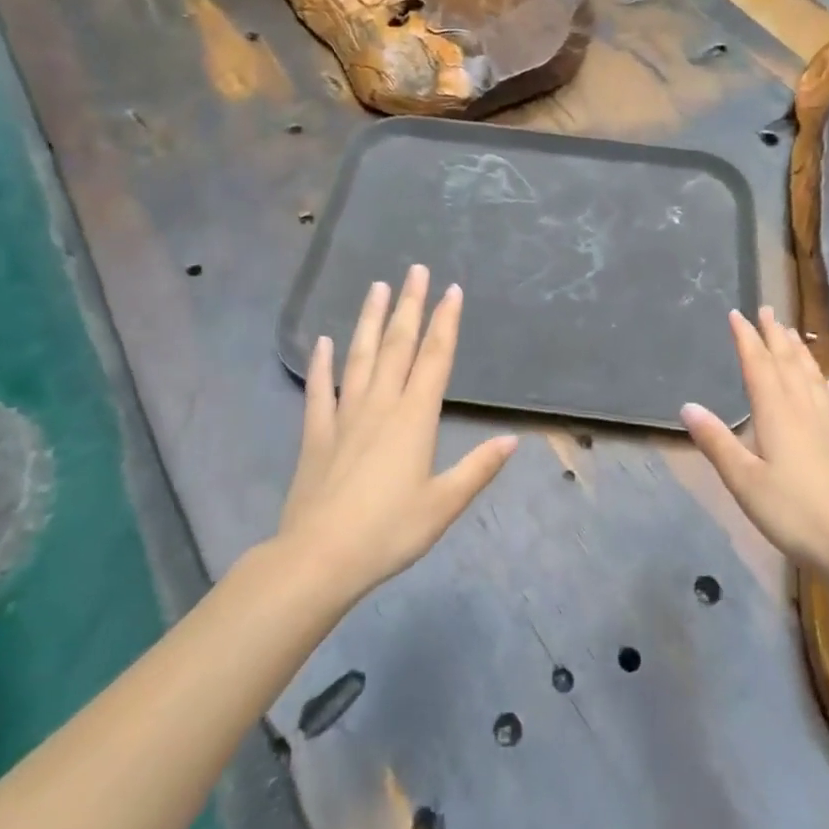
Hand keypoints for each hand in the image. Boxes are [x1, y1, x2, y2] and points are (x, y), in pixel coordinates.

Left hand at [278, 265, 517, 600]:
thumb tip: (512, 440)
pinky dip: (322, 364)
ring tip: (376, 287)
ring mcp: (344, 416)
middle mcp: (380, 406)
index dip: (445, 323)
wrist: (319, 558)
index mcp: (414, 418)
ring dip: (370, 321)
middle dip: (409, 306)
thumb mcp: (444, 504)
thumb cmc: (389, 531)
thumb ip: (478, 468)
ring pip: (360, 357)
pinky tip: (324, 342)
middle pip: (397, 346)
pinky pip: (320, 391)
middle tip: (415, 270)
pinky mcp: (316, 434)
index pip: (434, 359)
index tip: (452, 290)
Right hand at [681, 307, 828, 573]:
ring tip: (792, 333)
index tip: (737, 314)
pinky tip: (826, 381)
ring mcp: (828, 424)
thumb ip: (716, 441)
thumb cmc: (790, 511)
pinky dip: (824, 384)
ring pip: (811, 376)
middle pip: (787, 363)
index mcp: (776, 414)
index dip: (747, 338)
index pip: (758, 365)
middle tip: (767, 310)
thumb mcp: (743, 480)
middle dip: (775, 335)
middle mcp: (803, 410)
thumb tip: (688, 406)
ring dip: (799, 352)